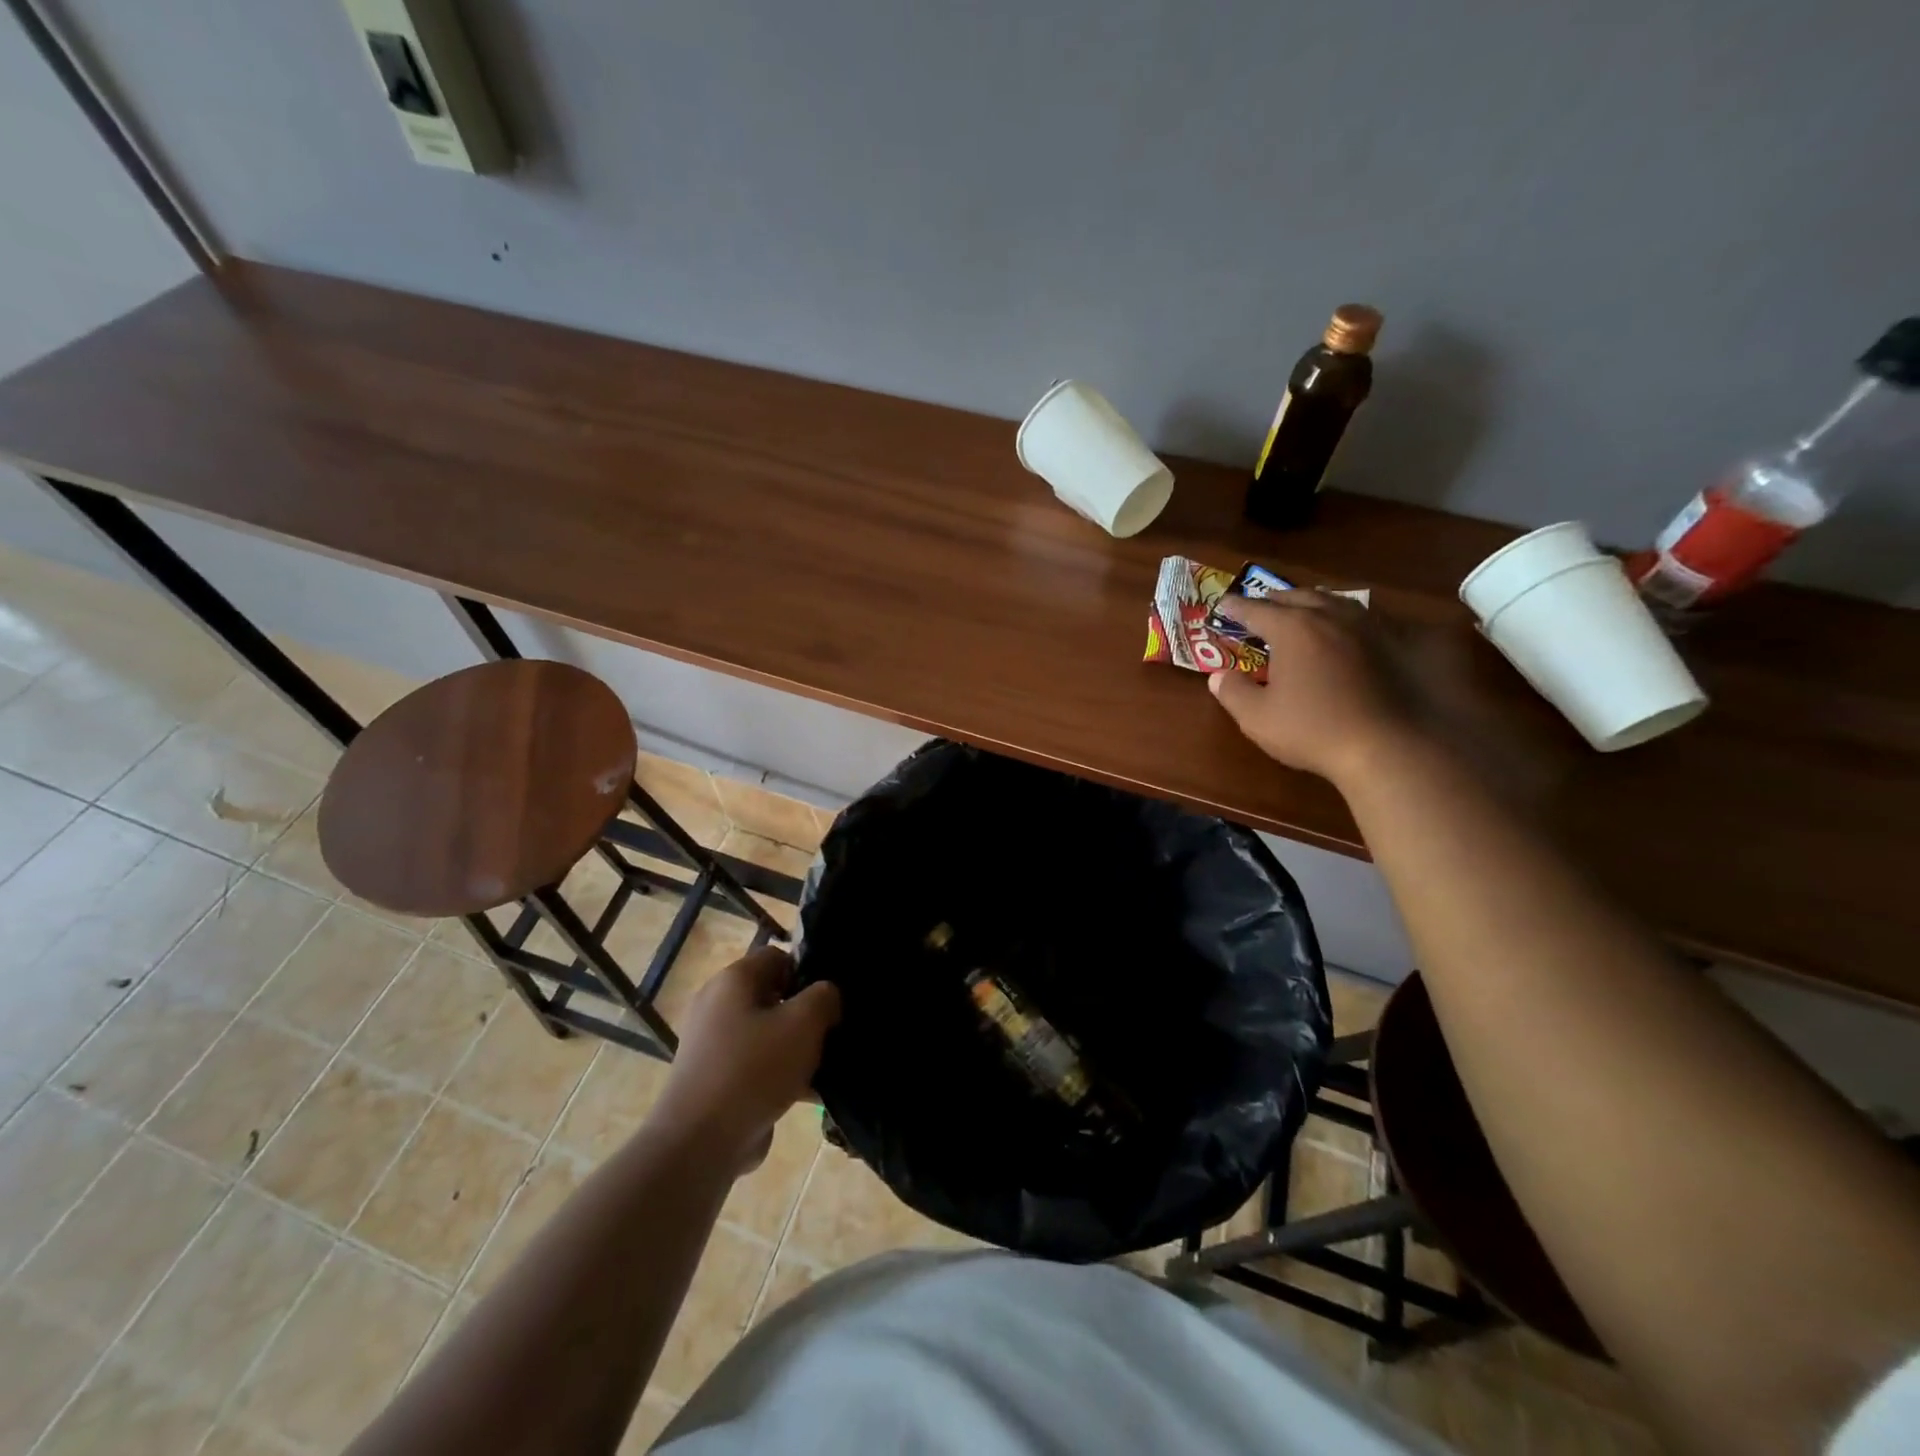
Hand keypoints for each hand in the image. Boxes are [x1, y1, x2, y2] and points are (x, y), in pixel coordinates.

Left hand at [655, 947, 840, 1168]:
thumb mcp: (804, 1022)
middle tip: (832, 1033)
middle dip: (805, 1014)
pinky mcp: (715, 1080)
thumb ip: (824, 996)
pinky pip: (756, 1066)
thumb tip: (826, 995)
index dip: (807, 972)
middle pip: (773, 996)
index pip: (778, 957)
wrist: (700, 1143)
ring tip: (826, 1067)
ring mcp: (713, 1045)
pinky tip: (809, 1095)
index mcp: (733, 980)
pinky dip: (780, 1075)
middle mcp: (717, 1005)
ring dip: (797, 1048)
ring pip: (767, 1034)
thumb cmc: (754, 1068)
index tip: (830, 1000)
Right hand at [1208, 591, 1420, 783]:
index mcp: (1293, 629)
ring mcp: (1367, 626)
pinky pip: (1364, 617)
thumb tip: (1218, 676)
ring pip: (1334, 601)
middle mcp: (1330, 616)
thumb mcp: (1257, 718)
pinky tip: (1345, 630)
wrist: (1386, 747)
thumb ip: (1233, 693)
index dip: (1236, 607)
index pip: (1256, 610)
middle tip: (1261, 607)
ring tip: (1302, 610)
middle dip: (1275, 600)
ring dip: (1312, 602)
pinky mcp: (1394, 642)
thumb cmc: (1313, 730)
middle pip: (1297, 597)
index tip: (1223, 605)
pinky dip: (1345, 617)